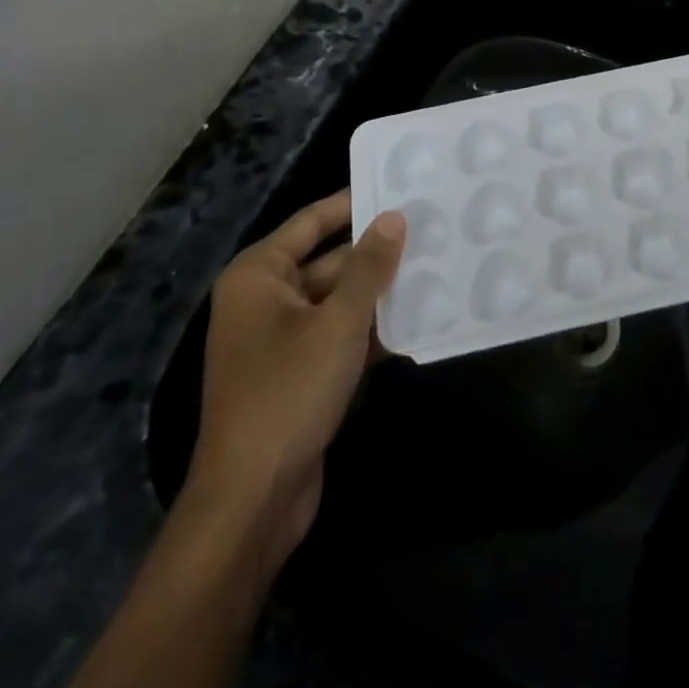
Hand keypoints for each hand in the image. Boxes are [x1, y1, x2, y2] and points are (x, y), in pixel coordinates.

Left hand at [185, 190, 405, 573]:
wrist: (252, 501)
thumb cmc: (287, 394)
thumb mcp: (337, 323)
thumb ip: (369, 267)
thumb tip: (394, 216)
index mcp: (259, 276)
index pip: (312, 221)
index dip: (354, 203)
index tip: (399, 186)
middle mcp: (265, 300)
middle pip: (329, 260)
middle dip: (376, 252)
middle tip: (431, 229)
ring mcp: (281, 340)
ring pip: (339, 299)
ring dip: (380, 292)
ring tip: (436, 265)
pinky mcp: (299, 373)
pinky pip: (340, 334)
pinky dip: (372, 328)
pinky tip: (420, 318)